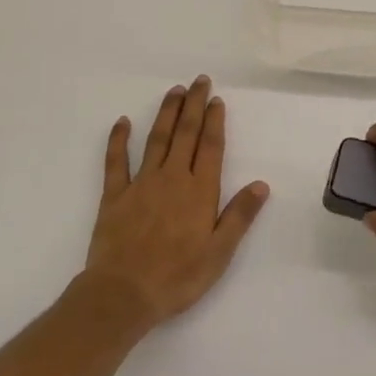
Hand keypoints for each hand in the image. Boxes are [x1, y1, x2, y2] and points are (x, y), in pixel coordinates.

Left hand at [83, 77, 268, 328]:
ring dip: (166, 113)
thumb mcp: (219, 252)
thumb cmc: (178, 277)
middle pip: (185, 134)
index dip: (215, 121)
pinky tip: (122, 122)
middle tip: (199, 81)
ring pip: (156, 139)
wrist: (123, 294)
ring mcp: (141, 184)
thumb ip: (239, 216)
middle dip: (193, 105)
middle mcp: (172, 178)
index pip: (211, 147)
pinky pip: (116, 161)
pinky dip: (118, 139)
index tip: (217, 100)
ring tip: (174, 91)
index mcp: (200, 191)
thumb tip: (261, 184)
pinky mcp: (115, 195)